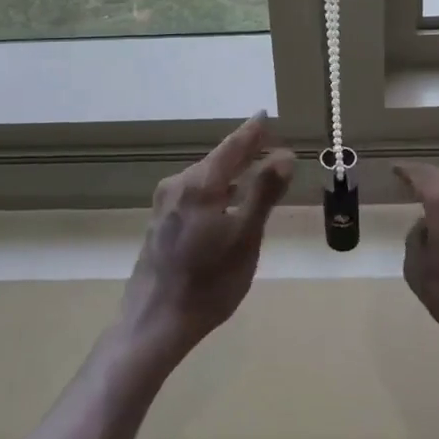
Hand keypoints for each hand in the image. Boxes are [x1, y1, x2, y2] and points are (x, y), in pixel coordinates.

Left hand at [119, 113, 295, 362]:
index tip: (266, 115)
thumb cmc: (208, 282)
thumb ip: (264, 193)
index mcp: (200, 183)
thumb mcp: (245, 237)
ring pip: (204, 178)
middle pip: (217, 160)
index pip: (232, 146)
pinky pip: (194, 194)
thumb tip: (284, 154)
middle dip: (243, 151)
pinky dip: (215, 191)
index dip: (252, 131)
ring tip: (253, 172)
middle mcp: (178, 185)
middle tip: (267, 144)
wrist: (154, 323)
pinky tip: (225, 204)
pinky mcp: (160, 223)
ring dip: (229, 173)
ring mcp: (165, 205)